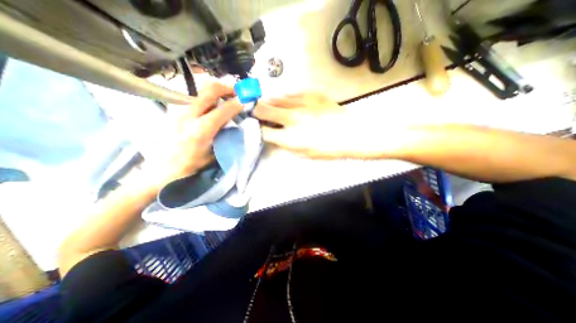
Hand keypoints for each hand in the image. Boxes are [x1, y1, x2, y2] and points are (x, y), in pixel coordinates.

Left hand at [146, 82, 242, 184]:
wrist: (163, 169)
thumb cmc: (192, 166)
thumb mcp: (214, 154)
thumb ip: (224, 135)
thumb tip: (234, 121)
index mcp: (200, 130)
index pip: (223, 110)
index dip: (237, 103)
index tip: (246, 100)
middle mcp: (188, 115)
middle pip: (209, 90)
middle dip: (227, 87)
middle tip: (238, 91)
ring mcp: (178, 110)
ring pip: (200, 89)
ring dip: (216, 90)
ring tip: (226, 96)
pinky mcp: (173, 110)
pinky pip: (193, 96)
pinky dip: (206, 95)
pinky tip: (212, 104)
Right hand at [253, 92, 375, 158]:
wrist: (350, 134)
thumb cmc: (327, 149)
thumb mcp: (303, 154)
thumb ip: (285, 144)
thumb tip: (274, 136)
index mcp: (290, 138)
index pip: (263, 131)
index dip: (256, 129)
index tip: (256, 127)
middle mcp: (292, 118)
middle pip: (263, 109)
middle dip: (255, 111)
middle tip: (255, 111)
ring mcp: (301, 104)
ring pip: (275, 98)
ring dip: (269, 102)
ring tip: (269, 105)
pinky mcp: (311, 94)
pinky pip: (290, 93)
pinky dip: (284, 98)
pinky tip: (286, 101)